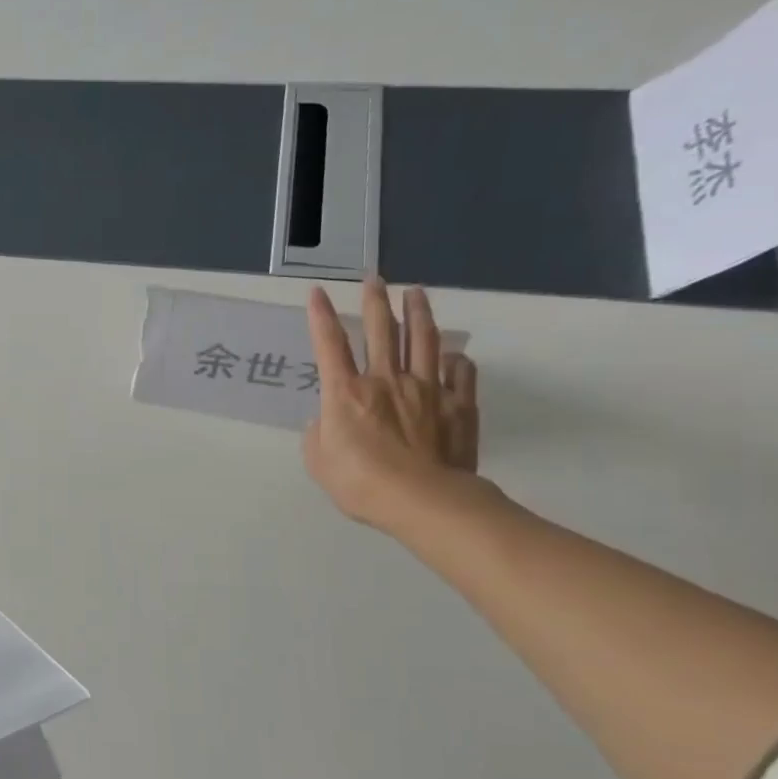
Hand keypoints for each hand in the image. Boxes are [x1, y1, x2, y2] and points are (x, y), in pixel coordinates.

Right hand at [302, 277, 479, 533]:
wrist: (422, 499)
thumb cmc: (359, 482)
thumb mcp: (318, 461)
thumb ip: (317, 435)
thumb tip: (325, 420)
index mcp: (345, 393)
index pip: (329, 345)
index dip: (321, 317)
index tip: (318, 292)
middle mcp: (385, 380)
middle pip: (380, 331)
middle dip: (375, 301)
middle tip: (375, 279)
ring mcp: (426, 389)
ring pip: (422, 340)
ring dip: (418, 314)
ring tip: (416, 294)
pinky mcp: (457, 405)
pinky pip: (459, 372)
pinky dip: (455, 359)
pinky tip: (452, 354)